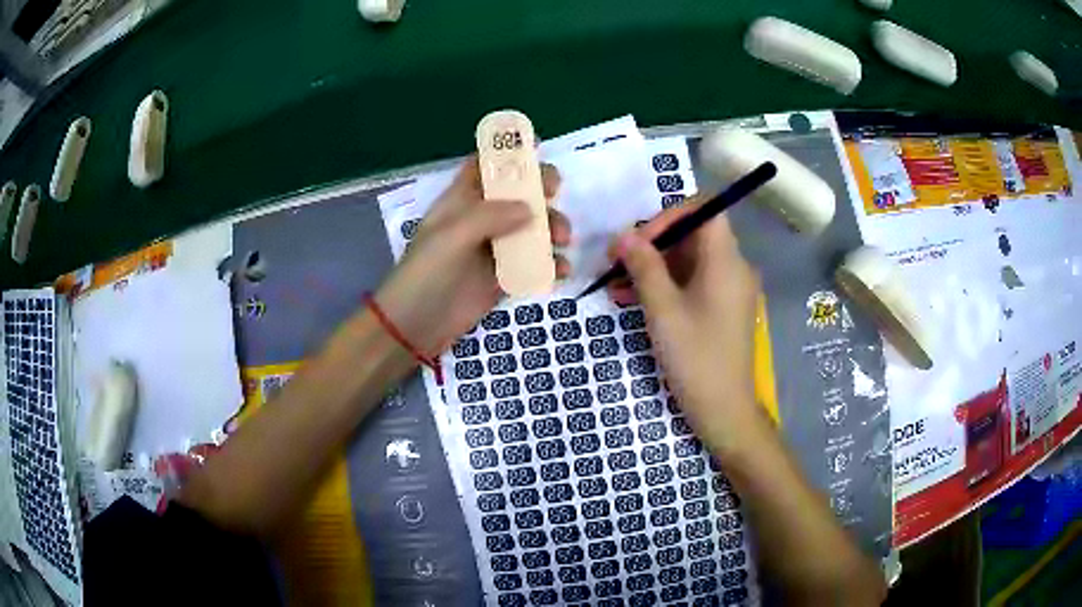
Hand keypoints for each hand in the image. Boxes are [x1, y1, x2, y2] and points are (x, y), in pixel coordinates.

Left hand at [376, 158, 569, 354]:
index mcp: (460, 201)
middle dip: (539, 191)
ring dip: (550, 229)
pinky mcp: (502, 278)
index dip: (507, 154)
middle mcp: (479, 220)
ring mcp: (493, 249)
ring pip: (530, 228)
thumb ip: (490, 216)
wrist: (415, 327)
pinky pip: (532, 264)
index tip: (539, 148)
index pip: (484, 167)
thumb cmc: (426, 274)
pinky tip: (559, 271)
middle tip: (555, 195)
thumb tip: (531, 207)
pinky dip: (549, 265)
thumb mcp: (451, 237)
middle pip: (516, 194)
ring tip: (562, 241)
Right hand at [609, 203, 761, 450]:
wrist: (725, 411)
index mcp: (726, 261)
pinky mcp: (721, 310)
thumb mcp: (663, 311)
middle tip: (616, 263)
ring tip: (615, 286)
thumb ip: (643, 267)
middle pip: (692, 235)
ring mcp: (729, 290)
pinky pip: (692, 284)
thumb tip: (623, 235)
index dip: (667, 216)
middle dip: (652, 244)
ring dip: (652, 268)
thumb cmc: (696, 358)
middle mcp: (733, 268)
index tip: (638, 241)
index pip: (703, 210)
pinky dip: (665, 287)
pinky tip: (633, 301)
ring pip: (688, 261)